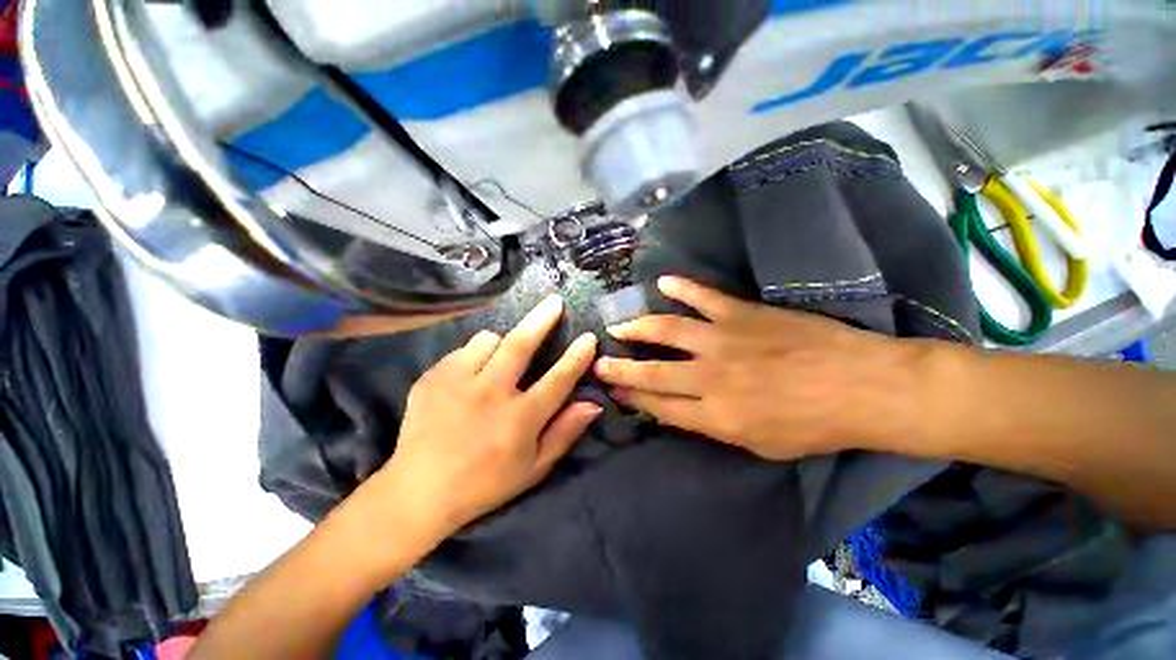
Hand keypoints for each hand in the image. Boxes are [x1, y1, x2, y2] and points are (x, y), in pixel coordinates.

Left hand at [371, 295, 600, 536]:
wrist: (418, 491)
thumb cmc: (485, 483)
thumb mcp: (534, 467)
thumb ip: (565, 432)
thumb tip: (593, 403)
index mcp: (519, 418)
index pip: (558, 379)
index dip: (577, 356)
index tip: (589, 337)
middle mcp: (490, 393)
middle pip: (520, 344)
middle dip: (542, 320)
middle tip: (554, 302)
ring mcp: (457, 382)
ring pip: (489, 339)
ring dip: (503, 342)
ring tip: (502, 358)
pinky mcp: (433, 377)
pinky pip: (463, 350)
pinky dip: (476, 354)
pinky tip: (473, 375)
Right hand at [594, 277, 918, 460]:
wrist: (863, 387)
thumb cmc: (813, 426)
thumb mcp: (760, 445)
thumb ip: (713, 427)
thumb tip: (678, 411)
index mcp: (716, 415)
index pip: (659, 406)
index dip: (632, 398)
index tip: (614, 391)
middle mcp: (710, 377)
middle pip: (653, 371)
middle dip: (621, 368)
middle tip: (598, 361)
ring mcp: (724, 340)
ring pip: (667, 330)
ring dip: (638, 327)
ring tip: (619, 326)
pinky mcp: (742, 314)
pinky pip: (703, 297)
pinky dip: (682, 288)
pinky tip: (663, 282)